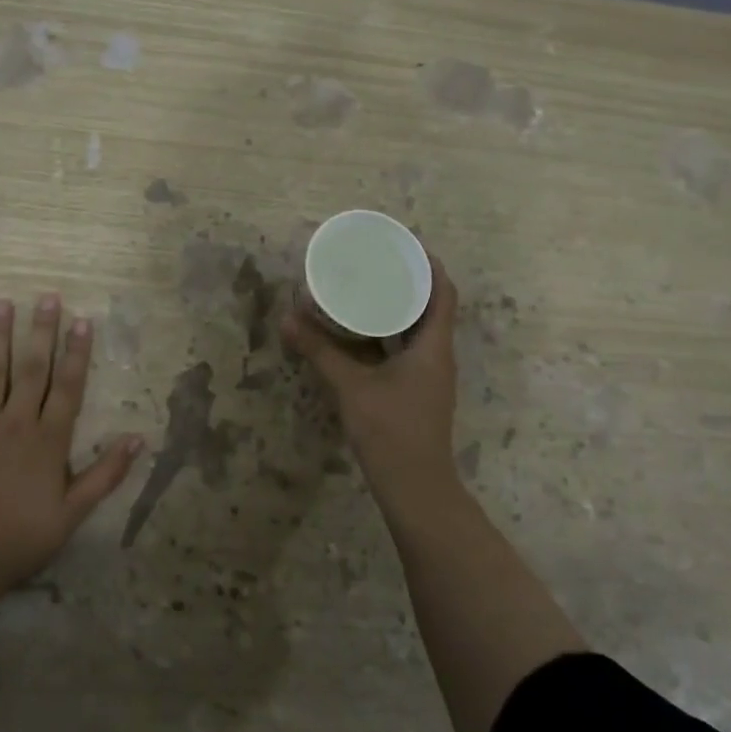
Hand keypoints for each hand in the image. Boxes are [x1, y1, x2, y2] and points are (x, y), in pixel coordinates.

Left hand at [0, 294, 142, 598]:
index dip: (77, 352)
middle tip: (47, 297)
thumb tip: (138, 438)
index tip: (83, 320)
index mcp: (48, 440)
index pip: (68, 387)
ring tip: (2, 304)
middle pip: (32, 369)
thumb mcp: (73, 513)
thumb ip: (106, 474)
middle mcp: (16, 422)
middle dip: (42, 331)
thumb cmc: (23, 537)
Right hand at [281, 260, 461, 509]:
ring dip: (399, 309)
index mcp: (433, 346)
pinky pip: (407, 349)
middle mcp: (438, 355)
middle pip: (432, 307)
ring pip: (419, 330)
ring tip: (368, 288)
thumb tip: (287, 318)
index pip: (443, 292)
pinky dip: (389, 334)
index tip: (405, 245)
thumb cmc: (390, 430)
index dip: (429, 265)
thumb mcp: (351, 386)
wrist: (414, 486)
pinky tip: (363, 332)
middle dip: (408, 283)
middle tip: (377, 262)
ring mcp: (429, 375)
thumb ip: (319, 350)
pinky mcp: (417, 391)